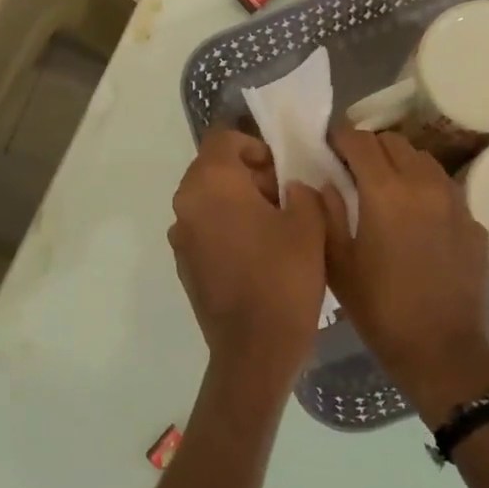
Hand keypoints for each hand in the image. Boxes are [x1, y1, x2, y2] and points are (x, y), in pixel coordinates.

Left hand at [169, 130, 327, 394]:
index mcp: (210, 184)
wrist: (254, 349)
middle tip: (284, 198)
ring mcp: (180, 236)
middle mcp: (185, 204)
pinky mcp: (183, 264)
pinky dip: (227, 228)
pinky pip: (205, 229)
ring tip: (274, 227)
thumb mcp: (308, 223)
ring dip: (237, 202)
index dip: (255, 146)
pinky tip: (256, 254)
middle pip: (213, 168)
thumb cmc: (284, 278)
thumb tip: (288, 188)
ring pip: (208, 200)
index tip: (281, 170)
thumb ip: (300, 190)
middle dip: (248, 174)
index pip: (223, 138)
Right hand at [319, 128, 488, 423]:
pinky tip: (415, 218)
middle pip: (394, 142)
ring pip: (424, 160)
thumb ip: (325, 213)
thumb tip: (319, 182)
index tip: (328, 144)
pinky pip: (445, 189)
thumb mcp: (338, 264)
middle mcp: (424, 184)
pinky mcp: (474, 222)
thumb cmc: (380, 309)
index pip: (360, 140)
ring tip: (385, 186)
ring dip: (400, 163)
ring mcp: (455, 202)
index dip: (340, 136)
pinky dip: (425, 189)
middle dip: (369, 146)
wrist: (443, 350)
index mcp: (385, 191)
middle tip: (352, 166)